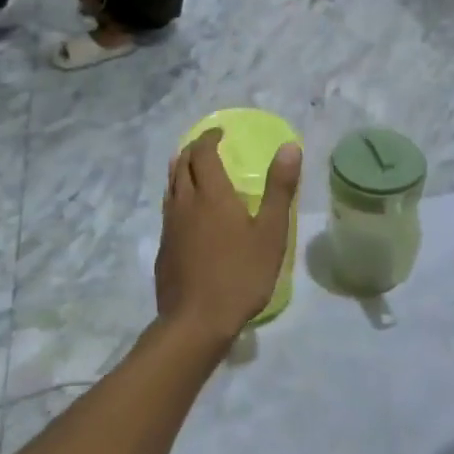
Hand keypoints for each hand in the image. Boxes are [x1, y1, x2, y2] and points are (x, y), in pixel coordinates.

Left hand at [155, 130, 301, 346]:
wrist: (196, 321)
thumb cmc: (240, 275)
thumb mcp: (271, 233)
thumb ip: (280, 189)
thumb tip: (289, 147)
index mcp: (211, 194)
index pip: (202, 153)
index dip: (209, 138)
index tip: (220, 132)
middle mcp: (185, 203)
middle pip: (181, 164)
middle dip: (193, 149)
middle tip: (208, 147)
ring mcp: (170, 226)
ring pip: (170, 186)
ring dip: (181, 170)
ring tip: (193, 169)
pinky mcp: (164, 248)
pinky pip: (168, 209)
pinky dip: (177, 195)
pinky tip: (188, 212)